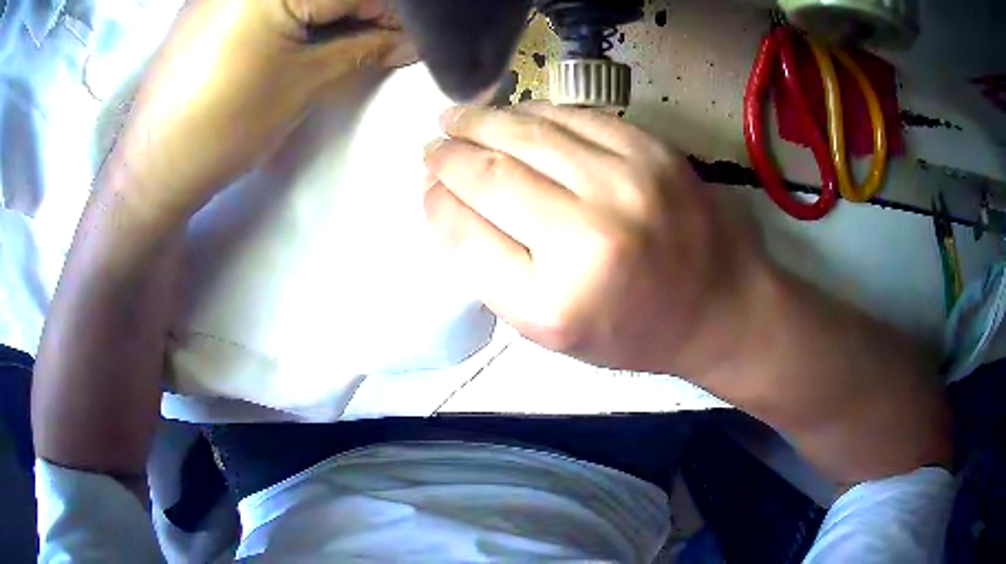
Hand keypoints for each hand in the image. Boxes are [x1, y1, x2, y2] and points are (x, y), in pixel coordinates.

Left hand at [110, 0, 413, 239]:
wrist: (154, 166)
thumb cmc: (224, 126)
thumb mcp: (303, 83)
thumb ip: (364, 49)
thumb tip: (414, 43)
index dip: (398, 13)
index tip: (418, 40)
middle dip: (367, 10)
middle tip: (383, 41)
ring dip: (334, 11)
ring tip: (348, 39)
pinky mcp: (215, 1)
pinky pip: (270, 0)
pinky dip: (301, 10)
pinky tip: (307, 32)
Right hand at [422, 104, 765, 375]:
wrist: (720, 304)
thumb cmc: (633, 329)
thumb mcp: (553, 331)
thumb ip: (493, 271)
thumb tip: (447, 201)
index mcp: (554, 304)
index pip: (466, 235)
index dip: (436, 203)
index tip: (426, 186)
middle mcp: (588, 238)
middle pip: (490, 175)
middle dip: (448, 155)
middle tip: (432, 145)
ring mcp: (625, 184)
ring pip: (526, 134)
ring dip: (480, 121)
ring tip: (455, 119)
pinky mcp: (651, 150)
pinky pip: (573, 116)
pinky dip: (533, 112)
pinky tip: (513, 114)